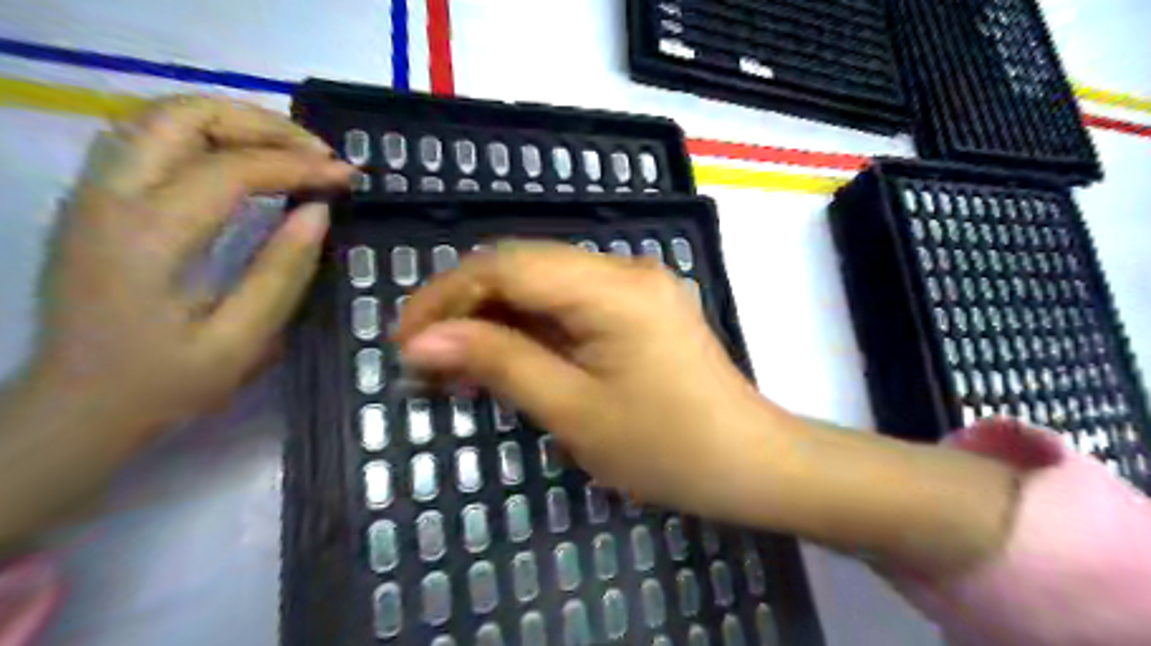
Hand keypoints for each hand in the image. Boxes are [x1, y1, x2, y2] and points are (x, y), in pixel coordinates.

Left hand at [32, 95, 351, 441]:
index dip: (298, 166)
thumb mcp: (242, 340)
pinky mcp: (97, 201)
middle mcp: (110, 197)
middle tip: (319, 154)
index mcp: (149, 238)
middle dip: (263, 124)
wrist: (79, 406)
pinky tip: (246, 163)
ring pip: (162, 117)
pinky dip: (207, 136)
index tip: (347, 176)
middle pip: (183, 116)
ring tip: (292, 153)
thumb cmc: (168, 381)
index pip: (231, 169)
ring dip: (235, 123)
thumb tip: (318, 212)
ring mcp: (95, 193)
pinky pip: (151, 139)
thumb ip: (283, 272)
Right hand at [391, 242, 797, 518]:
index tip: (406, 340)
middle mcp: (625, 268)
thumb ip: (500, 362)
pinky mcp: (641, 305)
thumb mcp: (573, 410)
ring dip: (498, 318)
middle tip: (427, 357)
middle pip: (524, 267)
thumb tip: (424, 340)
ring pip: (545, 284)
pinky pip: (572, 302)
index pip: (506, 265)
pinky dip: (534, 327)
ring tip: (460, 363)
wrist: (748, 462)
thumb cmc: (665, 448)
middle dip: (467, 307)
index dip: (447, 296)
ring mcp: (637, 284)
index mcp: (612, 287)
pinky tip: (509, 356)